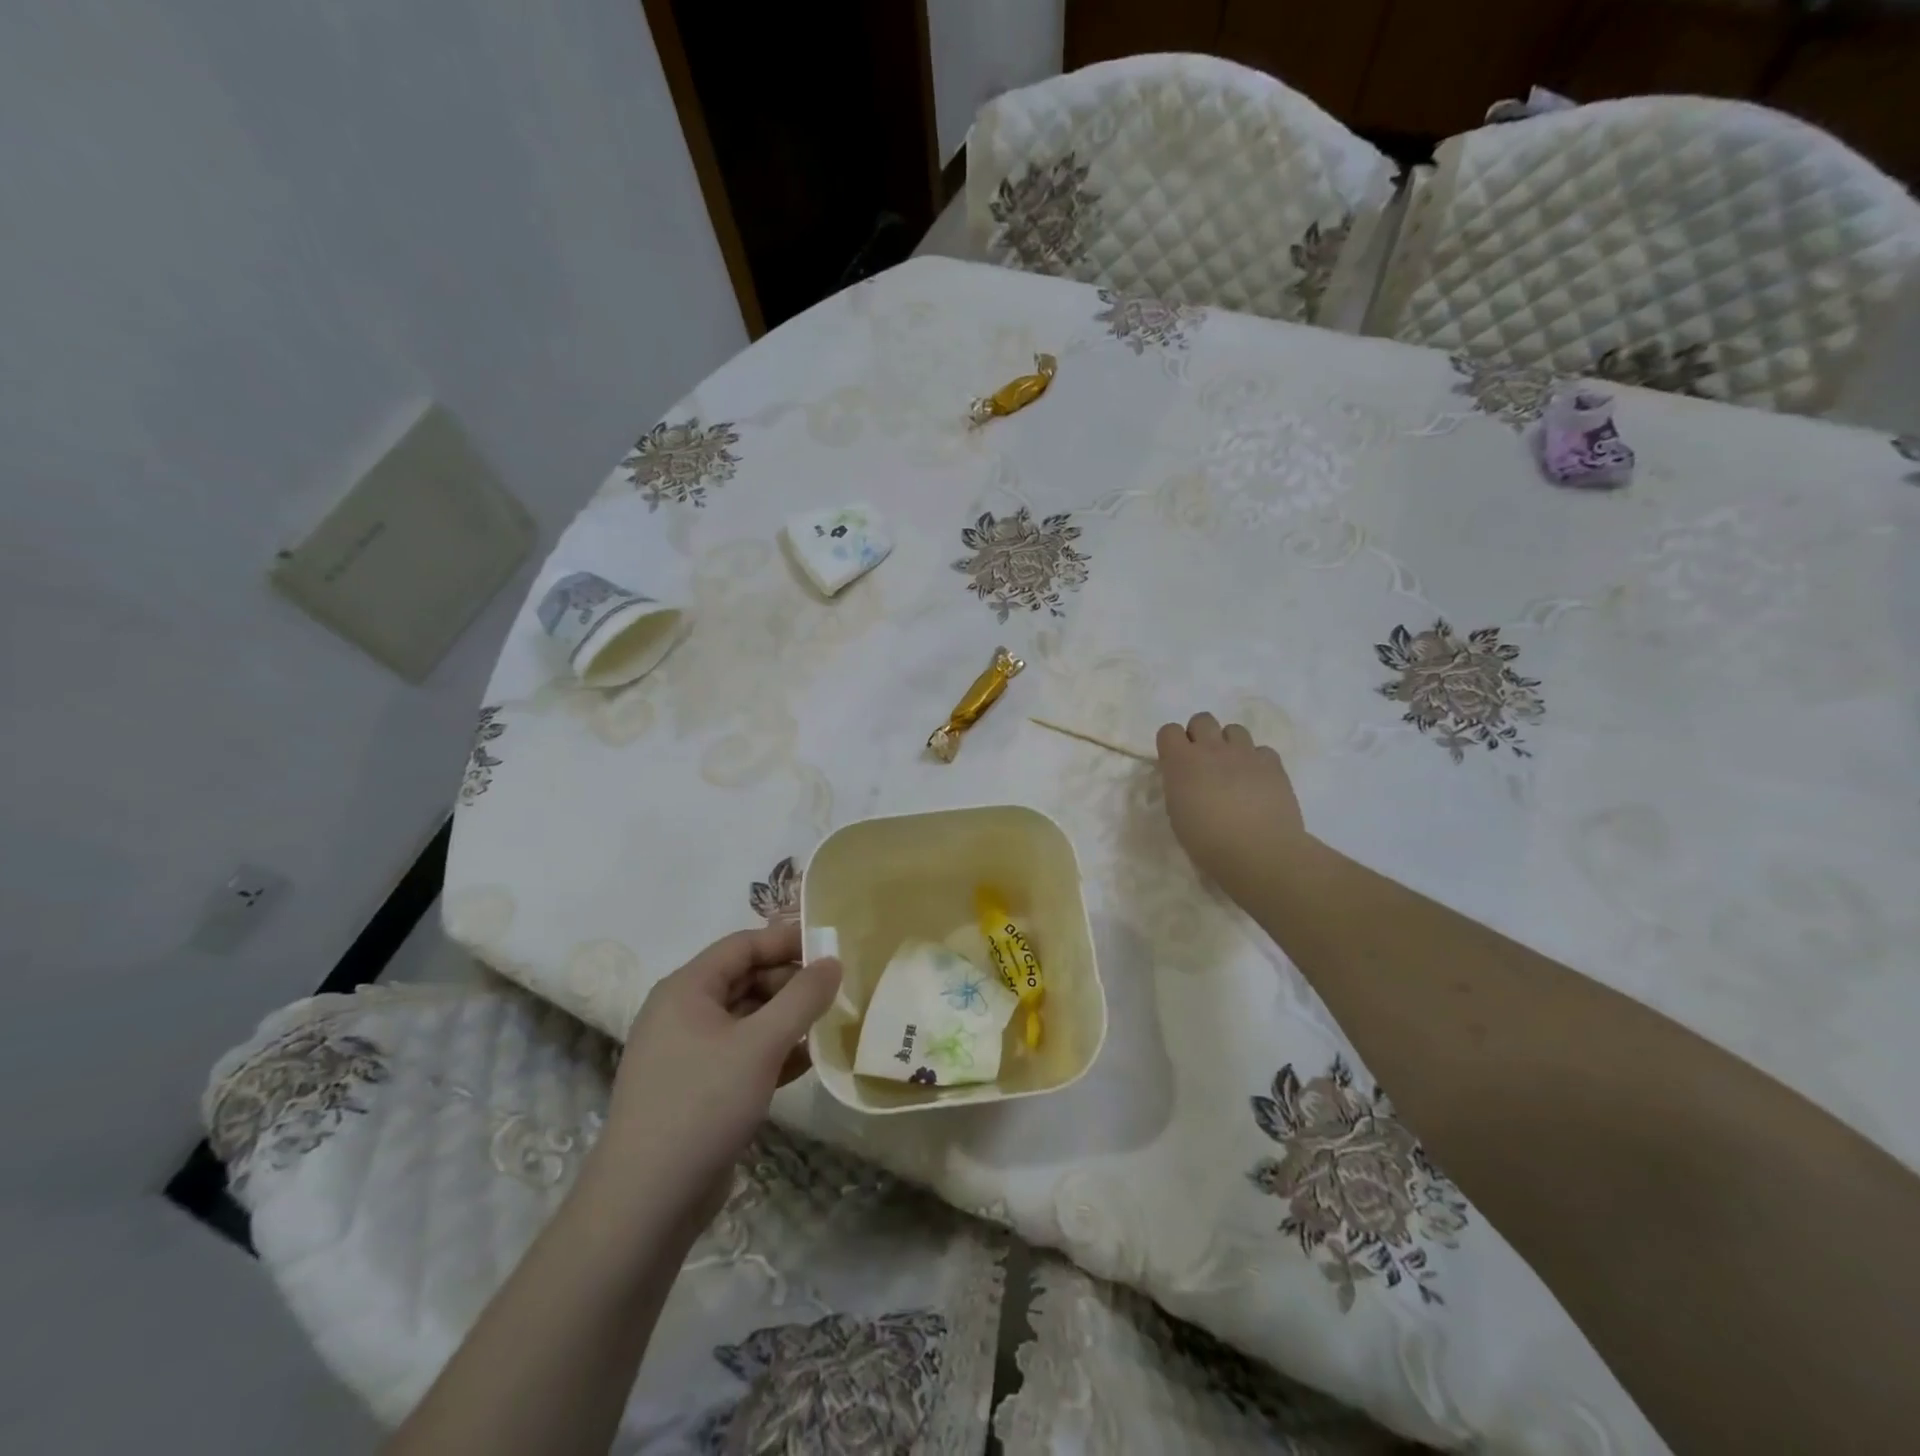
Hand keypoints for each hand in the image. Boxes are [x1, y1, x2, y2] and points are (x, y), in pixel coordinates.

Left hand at [589, 921, 839, 1227]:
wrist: (646, 1203)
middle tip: (837, 991)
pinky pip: (743, 1053)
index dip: (788, 941)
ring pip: (747, 1018)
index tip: (832, 948)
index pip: (743, 945)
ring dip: (787, 1018)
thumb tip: (833, 961)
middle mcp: (683, 1013)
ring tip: (831, 1022)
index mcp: (686, 989)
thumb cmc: (702, 1105)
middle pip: (746, 978)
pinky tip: (810, 1059)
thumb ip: (802, 998)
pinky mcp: (699, 1088)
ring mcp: (689, 1053)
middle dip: (791, 982)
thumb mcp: (761, 1045)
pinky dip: (774, 1051)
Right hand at [1156, 711, 1308, 904]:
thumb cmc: (1208, 842)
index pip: (1169, 730)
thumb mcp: (1178, 814)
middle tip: (1204, 762)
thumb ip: (1179, 787)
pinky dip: (1257, 762)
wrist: (1259, 852)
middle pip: (1202, 719)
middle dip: (1200, 735)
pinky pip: (1262, 750)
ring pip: (1234, 729)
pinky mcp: (1273, 764)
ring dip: (1230, 745)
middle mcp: (1212, 749)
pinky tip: (1258, 782)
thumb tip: (1187, 780)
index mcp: (1181, 762)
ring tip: (1233, 770)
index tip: (1175, 762)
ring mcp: (1245, 753)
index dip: (1172, 744)